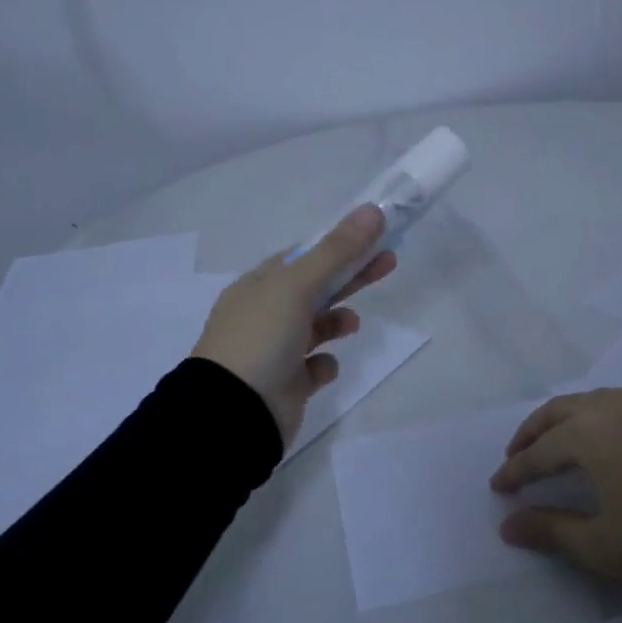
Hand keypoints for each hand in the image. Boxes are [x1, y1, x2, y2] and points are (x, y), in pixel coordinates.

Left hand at [191, 205, 396, 446]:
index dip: (337, 245)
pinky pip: (313, 367)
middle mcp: (264, 315)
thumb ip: (336, 251)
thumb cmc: (261, 339)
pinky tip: (322, 368)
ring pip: (316, 327)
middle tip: (388, 262)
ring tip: (352, 324)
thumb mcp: (296, 286)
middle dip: (351, 275)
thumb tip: (373, 210)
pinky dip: (323, 364)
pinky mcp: (287, 384)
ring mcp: (274, 351)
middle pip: (316, 287)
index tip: (372, 238)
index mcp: (258, 286)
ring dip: (337, 321)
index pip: (302, 256)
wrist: (233, 412)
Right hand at [488, 389, 621, 586]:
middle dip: (532, 433)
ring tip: (559, 447)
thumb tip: (508, 525)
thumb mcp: (603, 544)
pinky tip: (608, 442)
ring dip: (566, 421)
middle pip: (558, 412)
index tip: (498, 488)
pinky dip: (599, 419)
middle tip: (517, 456)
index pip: (538, 452)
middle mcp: (612, 406)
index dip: (515, 472)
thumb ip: (550, 531)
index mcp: (588, 433)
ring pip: (592, 402)